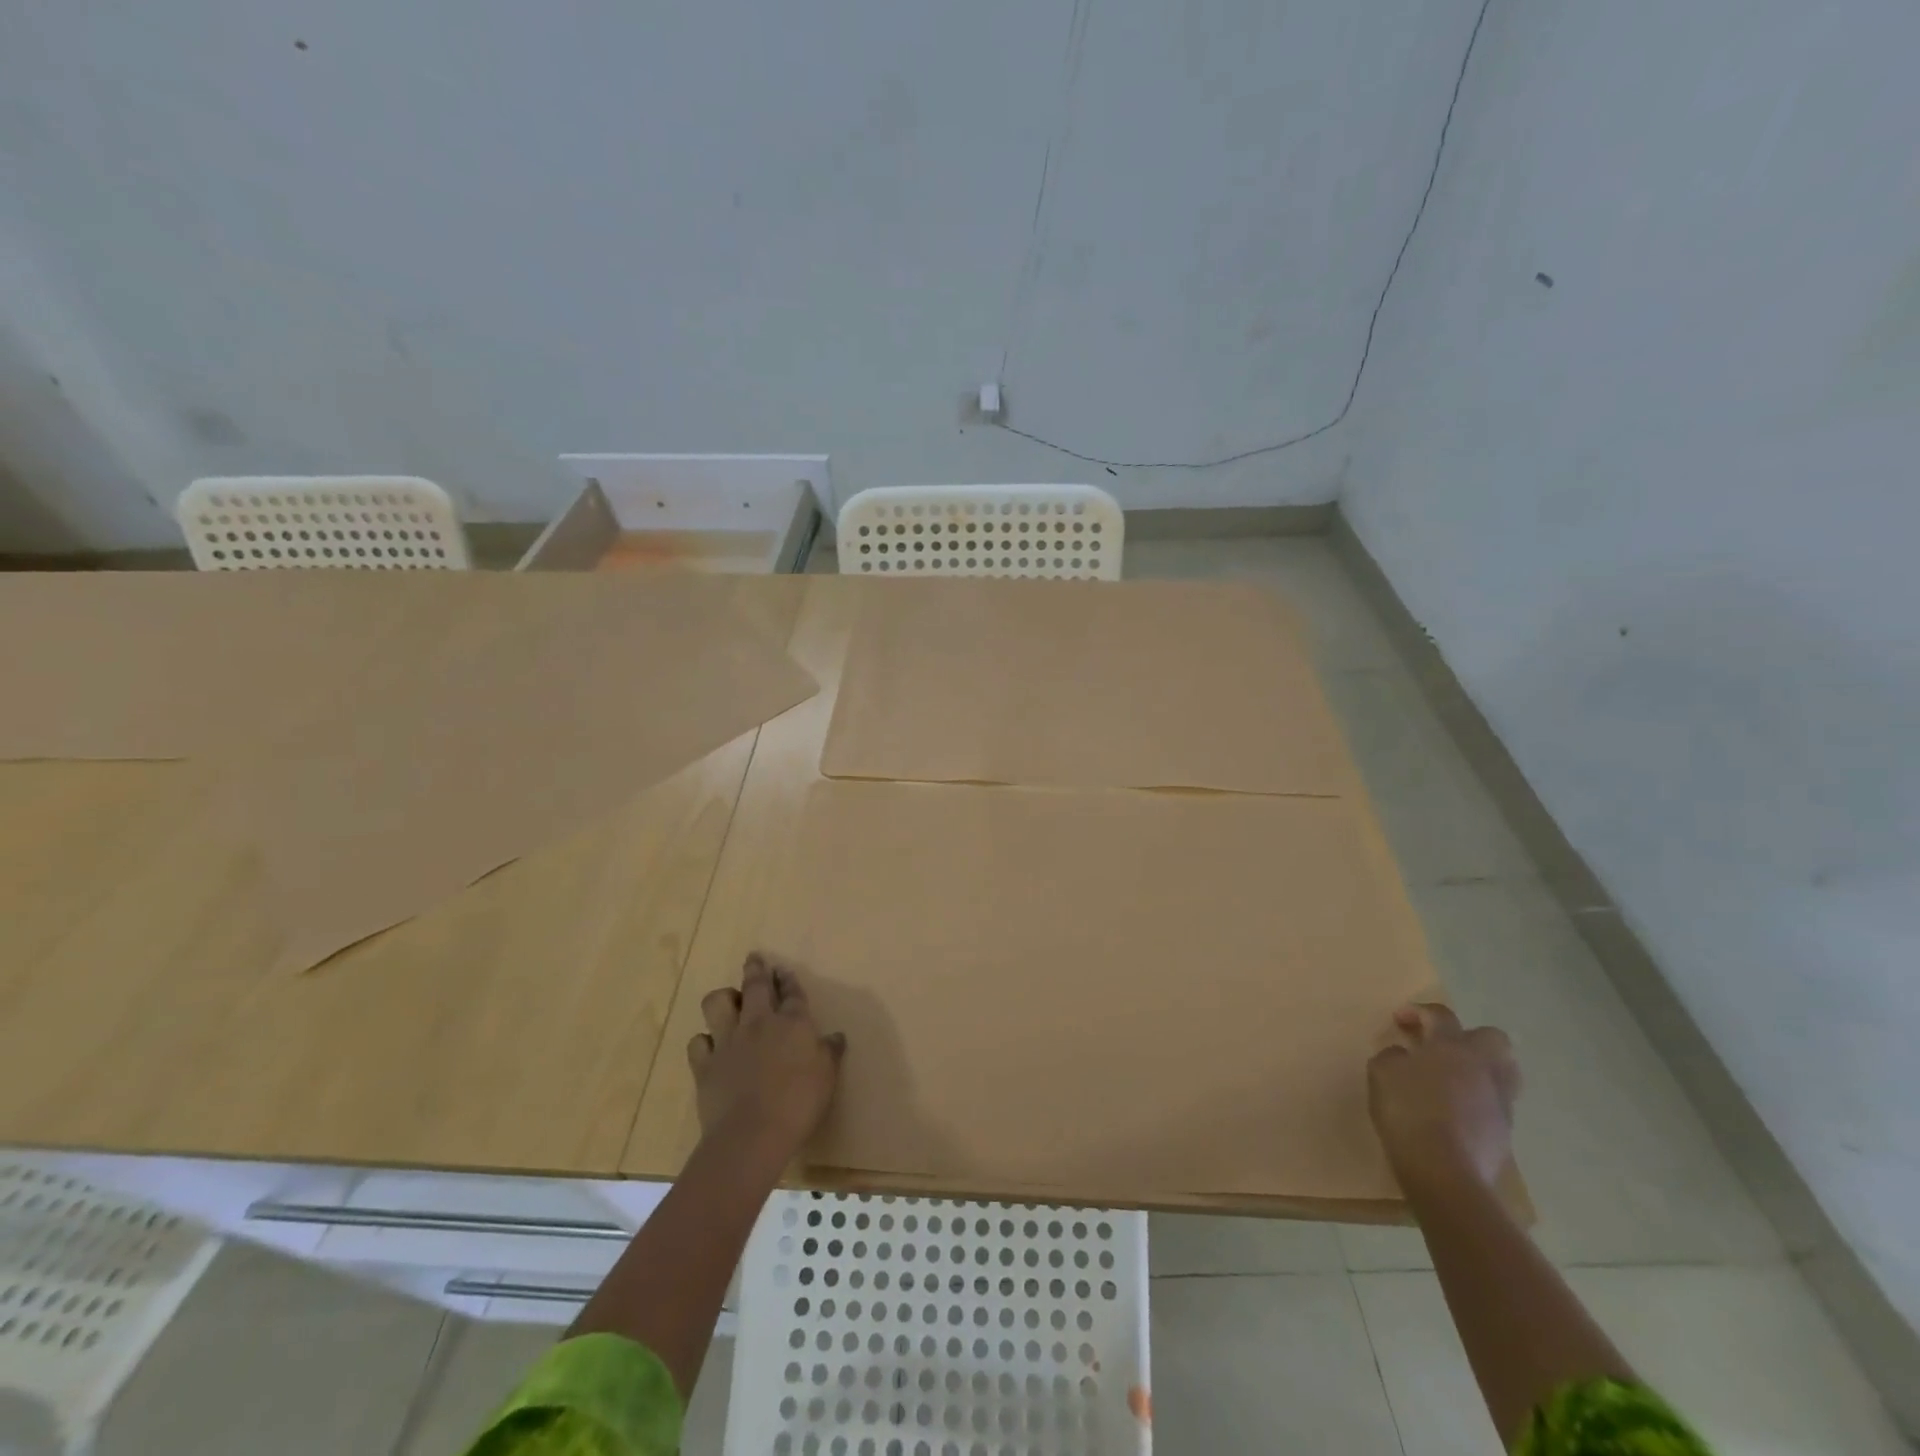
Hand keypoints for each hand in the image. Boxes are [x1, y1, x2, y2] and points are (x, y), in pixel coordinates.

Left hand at [688, 953, 844, 1163]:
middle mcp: (759, 1023)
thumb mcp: (827, 1077)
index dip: (788, 979)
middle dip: (756, 969)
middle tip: (754, 959)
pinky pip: (698, 1042)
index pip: (791, 992)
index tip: (784, 970)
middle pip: (755, 986)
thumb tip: (836, 1036)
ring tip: (729, 1001)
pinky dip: (704, 1041)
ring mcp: (728, 1041)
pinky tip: (709, 1045)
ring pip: (718, 1003)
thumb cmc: (799, 1103)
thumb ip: (830, 1053)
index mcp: (792, 1023)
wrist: (752, 1134)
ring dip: (724, 998)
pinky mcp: (705, 1064)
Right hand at [1368, 1003, 1519, 1191]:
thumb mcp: (1381, 1074)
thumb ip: (1392, 1057)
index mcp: (1452, 1046)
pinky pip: (1495, 1104)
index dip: (1419, 1012)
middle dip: (1468, 1038)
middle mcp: (1483, 1067)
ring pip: (1502, 1073)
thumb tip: (1404, 1056)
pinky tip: (1456, 1113)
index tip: (1400, 1020)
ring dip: (1480, 1070)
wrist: (1445, 1172)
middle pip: (1492, 1038)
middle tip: (1441, 1049)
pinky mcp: (1505, 1133)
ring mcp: (1500, 1101)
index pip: (1441, 1015)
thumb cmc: (1409, 1111)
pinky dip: (1479, 1101)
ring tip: (1453, 1081)